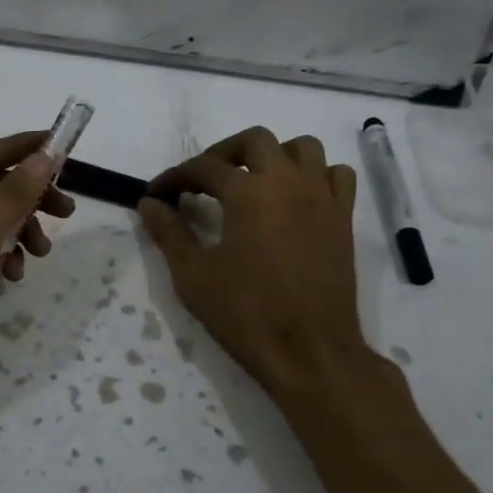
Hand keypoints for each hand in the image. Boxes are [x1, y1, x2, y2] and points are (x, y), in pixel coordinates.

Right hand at [140, 127, 372, 402]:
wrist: (310, 352)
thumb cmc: (246, 314)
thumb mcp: (193, 276)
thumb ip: (169, 233)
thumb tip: (149, 204)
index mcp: (248, 193)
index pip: (203, 167)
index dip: (175, 177)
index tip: (157, 194)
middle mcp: (288, 182)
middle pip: (255, 140)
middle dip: (223, 153)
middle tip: (203, 180)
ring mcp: (322, 198)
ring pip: (303, 148)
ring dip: (273, 155)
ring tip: (253, 181)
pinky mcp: (343, 219)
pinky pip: (336, 176)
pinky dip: (315, 175)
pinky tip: (296, 198)